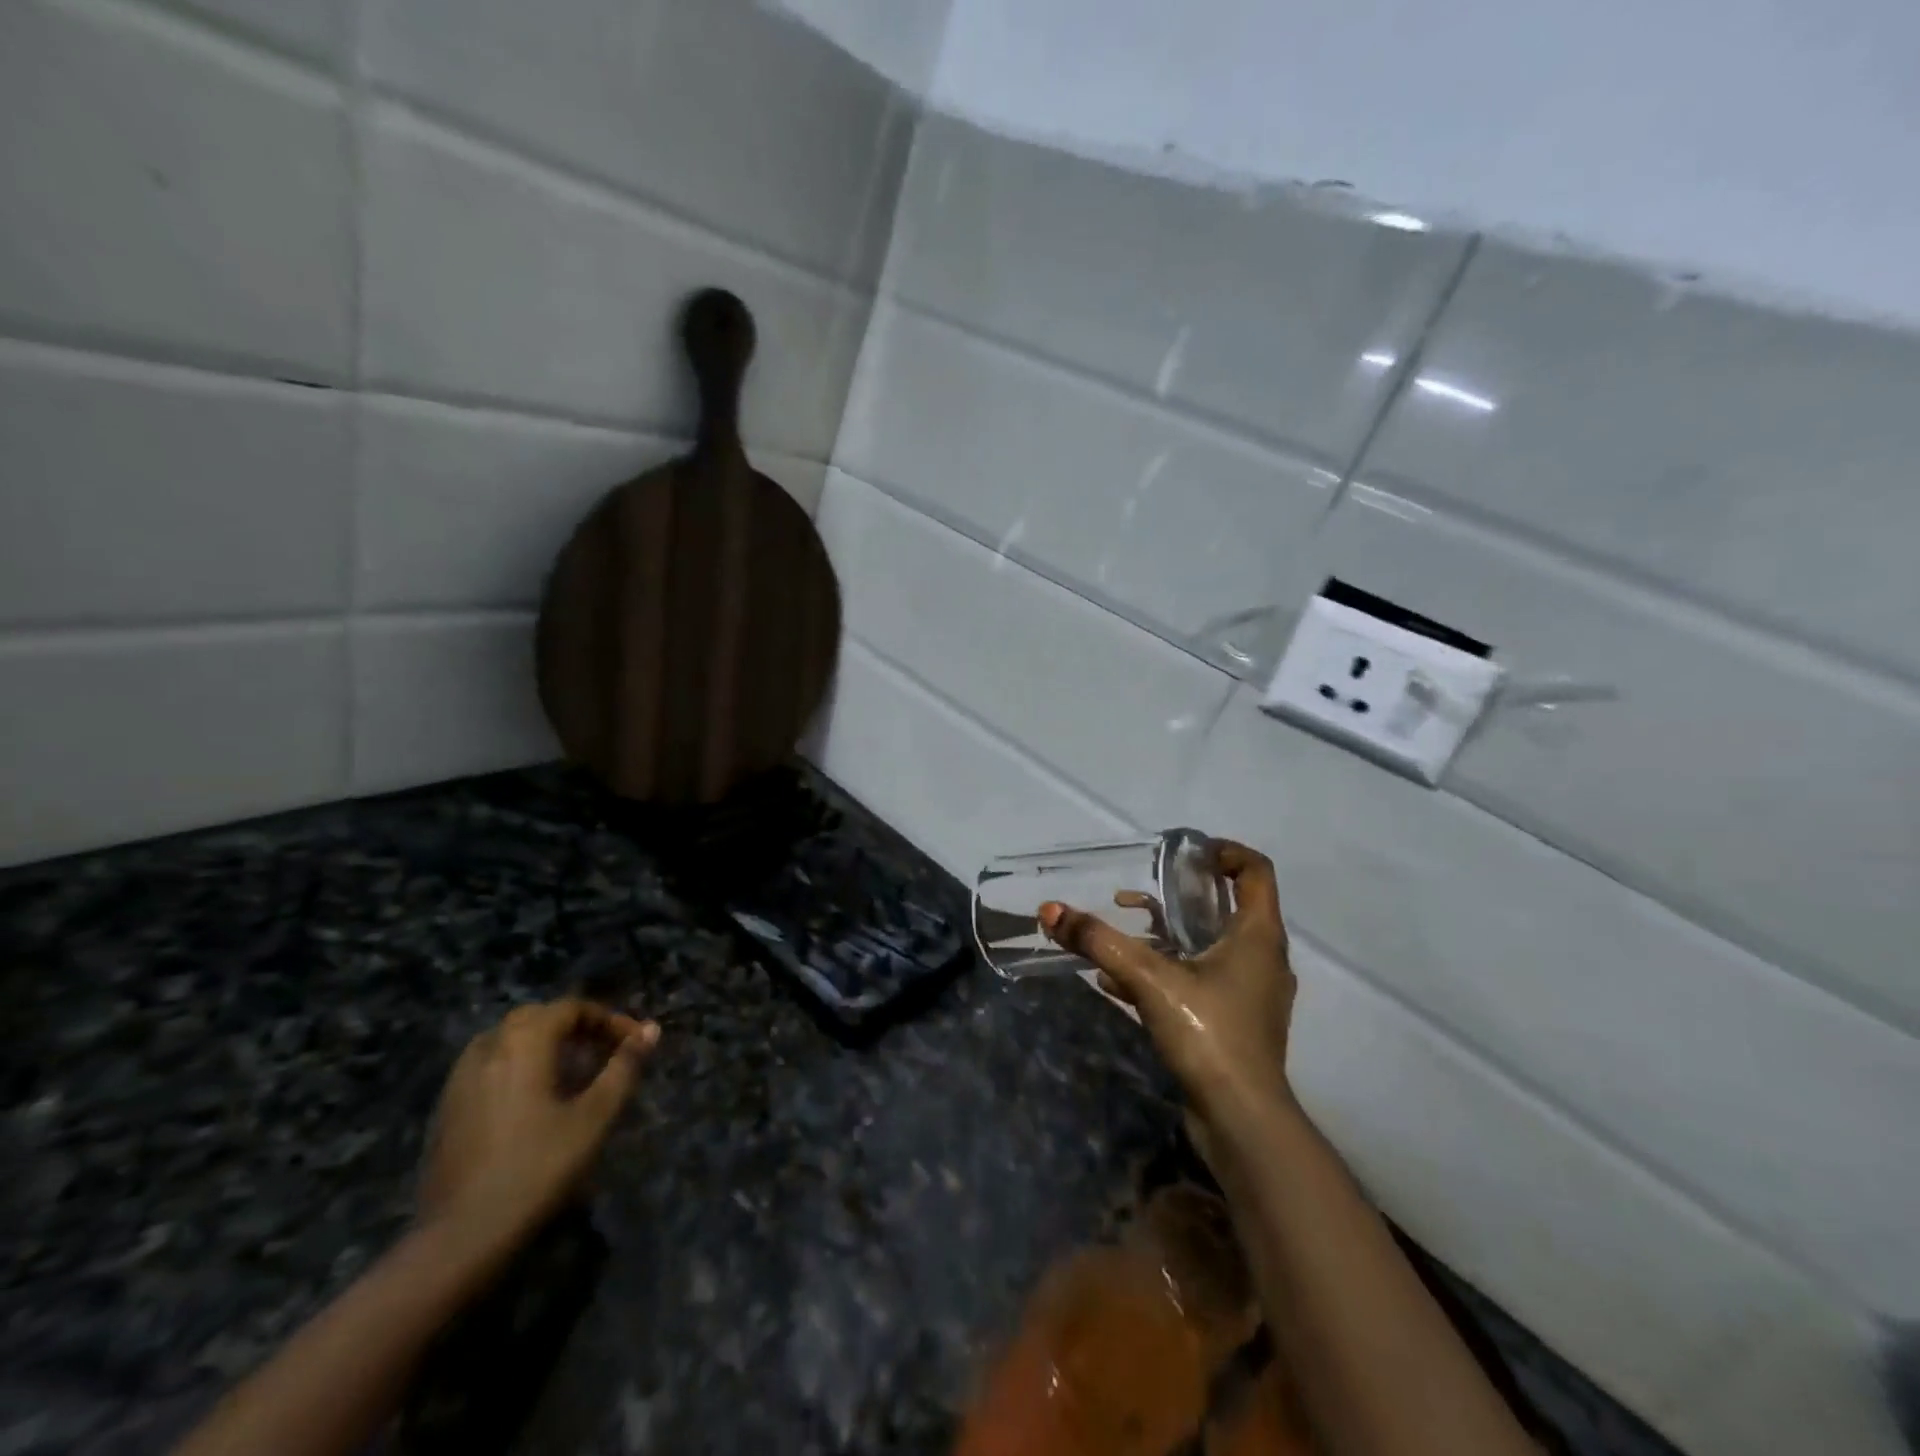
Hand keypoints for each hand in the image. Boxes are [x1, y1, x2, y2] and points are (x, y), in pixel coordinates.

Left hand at [418, 999, 658, 1240]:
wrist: (460, 1237)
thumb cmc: (538, 1167)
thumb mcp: (595, 1116)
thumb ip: (624, 1067)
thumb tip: (651, 1030)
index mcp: (524, 1042)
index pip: (571, 1008)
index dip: (608, 1019)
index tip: (634, 1043)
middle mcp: (488, 1048)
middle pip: (537, 1018)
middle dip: (575, 1027)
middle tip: (604, 1052)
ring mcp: (460, 1080)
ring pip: (508, 1040)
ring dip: (543, 1045)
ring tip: (571, 1074)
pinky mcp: (446, 1110)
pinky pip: (488, 1067)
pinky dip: (517, 1067)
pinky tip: (532, 1102)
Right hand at [1041, 841, 1294, 1124]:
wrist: (1242, 1122)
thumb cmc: (1209, 1034)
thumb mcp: (1148, 979)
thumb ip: (1099, 942)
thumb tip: (1051, 910)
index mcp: (1258, 936)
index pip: (1256, 871)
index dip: (1226, 851)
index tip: (1186, 851)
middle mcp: (1262, 958)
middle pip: (1229, 907)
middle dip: (1183, 894)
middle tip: (1144, 885)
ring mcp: (1252, 994)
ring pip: (1211, 946)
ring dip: (1168, 935)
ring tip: (1123, 930)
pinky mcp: (1236, 1024)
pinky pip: (1200, 981)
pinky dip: (1166, 972)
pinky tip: (1118, 983)